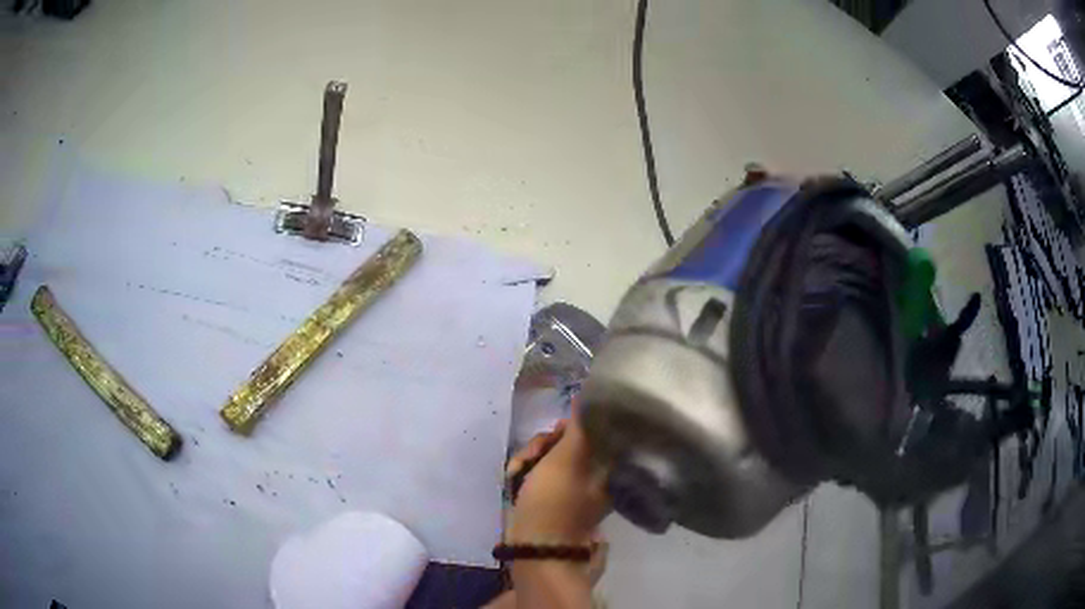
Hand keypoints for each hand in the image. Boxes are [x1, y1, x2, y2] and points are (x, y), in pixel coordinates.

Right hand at [506, 411, 609, 546]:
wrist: (535, 544)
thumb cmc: (555, 500)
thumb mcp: (567, 458)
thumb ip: (579, 426)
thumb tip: (591, 396)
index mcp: (608, 466)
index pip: (591, 430)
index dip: (568, 428)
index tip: (555, 432)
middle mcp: (594, 474)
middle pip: (567, 441)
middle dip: (543, 445)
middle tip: (532, 456)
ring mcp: (573, 485)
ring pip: (550, 454)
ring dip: (529, 457)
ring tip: (517, 471)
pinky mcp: (553, 494)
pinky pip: (540, 470)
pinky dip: (526, 471)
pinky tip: (514, 479)